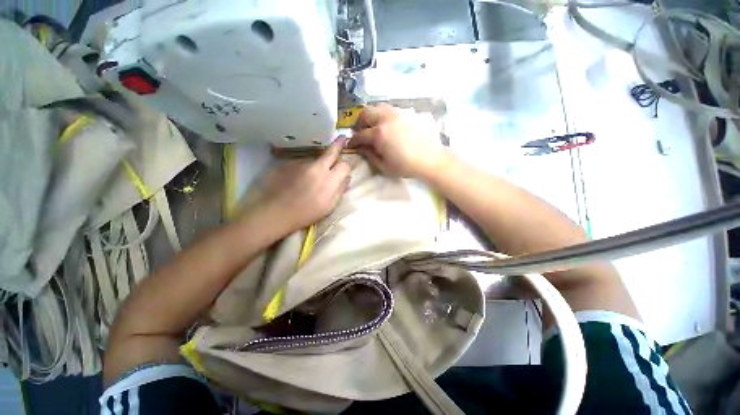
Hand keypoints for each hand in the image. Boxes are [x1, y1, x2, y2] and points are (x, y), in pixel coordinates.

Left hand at [252, 138, 350, 232]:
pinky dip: (302, 169)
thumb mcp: (328, 207)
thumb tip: (346, 179)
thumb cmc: (305, 214)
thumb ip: (340, 191)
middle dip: (339, 144)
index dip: (350, 162)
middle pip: (331, 152)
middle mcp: (317, 167)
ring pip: (314, 160)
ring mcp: (301, 163)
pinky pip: (299, 163)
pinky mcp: (287, 162)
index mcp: (330, 180)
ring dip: (316, 164)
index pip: (345, 165)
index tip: (353, 159)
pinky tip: (295, 179)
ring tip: (309, 178)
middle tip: (343, 138)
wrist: (274, 213)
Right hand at [350, 104, 446, 178]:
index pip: (360, 134)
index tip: (351, 144)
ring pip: (378, 107)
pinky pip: (390, 109)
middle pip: (365, 113)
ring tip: (374, 127)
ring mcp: (397, 113)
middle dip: (359, 123)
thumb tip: (361, 148)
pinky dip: (383, 115)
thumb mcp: (384, 166)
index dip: (353, 140)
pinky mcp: (407, 113)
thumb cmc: (406, 166)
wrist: (430, 159)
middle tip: (361, 132)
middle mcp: (386, 119)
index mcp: (379, 134)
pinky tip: (388, 126)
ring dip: (371, 116)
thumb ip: (370, 155)